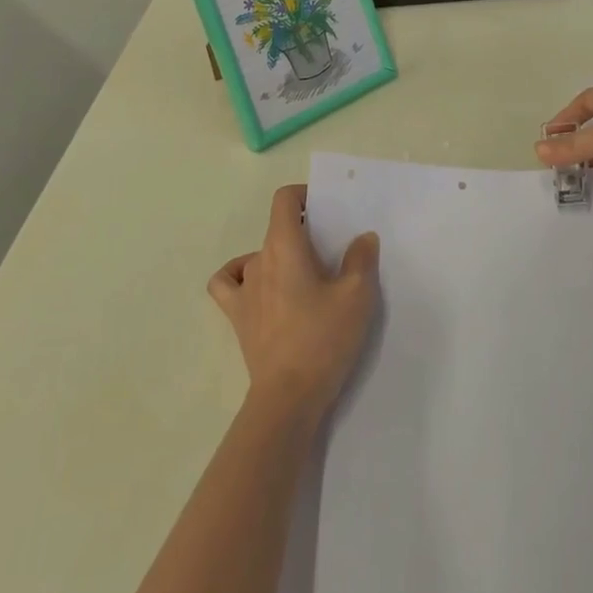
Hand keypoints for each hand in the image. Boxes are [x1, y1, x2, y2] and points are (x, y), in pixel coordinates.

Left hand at [208, 184, 379, 421]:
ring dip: (278, 255)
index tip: (325, 208)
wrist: (289, 397)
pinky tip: (259, 286)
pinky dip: (240, 276)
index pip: (284, 200)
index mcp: (285, 246)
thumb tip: (363, 238)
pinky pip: (229, 284)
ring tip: (302, 273)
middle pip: (276, 228)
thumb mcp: (357, 296)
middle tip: (330, 248)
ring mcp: (243, 290)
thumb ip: (361, 259)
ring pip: (257, 255)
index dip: (303, 195)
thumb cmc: (323, 339)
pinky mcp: (237, 317)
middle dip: (301, 229)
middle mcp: (258, 260)